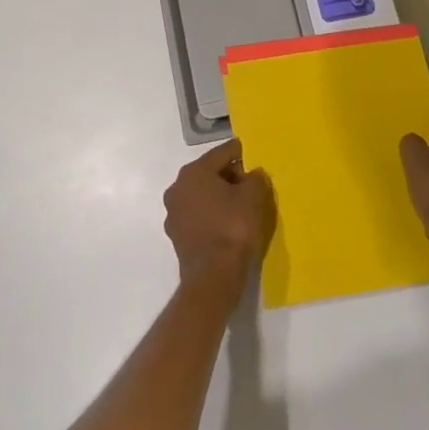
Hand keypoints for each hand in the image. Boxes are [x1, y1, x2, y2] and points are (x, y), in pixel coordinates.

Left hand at [163, 140, 275, 290]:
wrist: (213, 277)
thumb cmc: (233, 228)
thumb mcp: (253, 197)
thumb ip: (255, 178)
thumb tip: (252, 174)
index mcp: (194, 172)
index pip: (222, 152)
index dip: (241, 152)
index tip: (254, 155)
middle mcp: (177, 187)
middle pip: (209, 172)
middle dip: (230, 175)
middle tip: (251, 184)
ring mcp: (174, 213)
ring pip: (202, 195)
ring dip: (220, 196)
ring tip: (242, 205)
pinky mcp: (177, 235)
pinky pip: (198, 215)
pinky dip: (212, 215)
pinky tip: (228, 224)